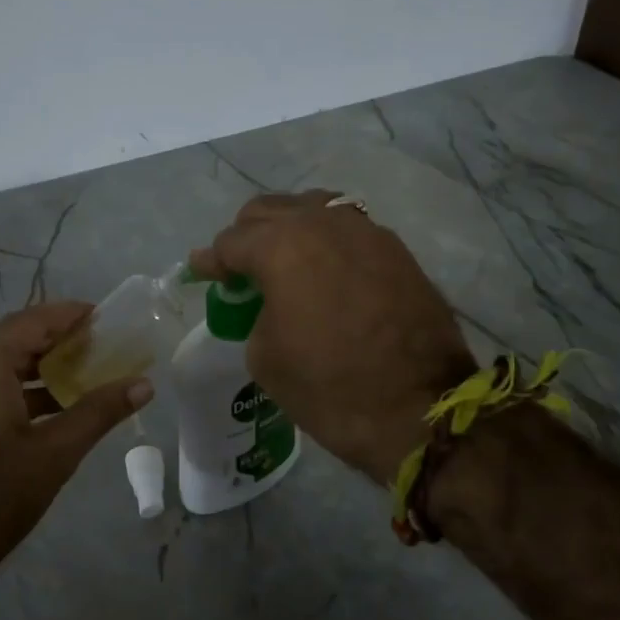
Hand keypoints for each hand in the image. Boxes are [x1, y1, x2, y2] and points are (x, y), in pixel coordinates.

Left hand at [0, 303, 152, 599]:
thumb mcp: (56, 451)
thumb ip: (100, 411)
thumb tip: (145, 384)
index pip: (35, 320)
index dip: (73, 316)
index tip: (109, 318)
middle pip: (14, 335)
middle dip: (58, 339)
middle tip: (101, 347)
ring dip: (37, 364)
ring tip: (82, 373)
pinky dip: (15, 384)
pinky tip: (49, 404)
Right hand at [189, 191, 475, 485]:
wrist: (419, 410)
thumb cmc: (329, 387)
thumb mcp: (265, 357)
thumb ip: (255, 313)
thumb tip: (269, 301)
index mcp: (281, 247)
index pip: (232, 241)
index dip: (211, 260)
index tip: (201, 271)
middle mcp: (322, 224)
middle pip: (269, 210)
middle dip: (246, 236)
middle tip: (239, 268)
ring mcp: (365, 232)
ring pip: (312, 209)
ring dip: (288, 229)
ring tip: (282, 261)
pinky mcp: (396, 250)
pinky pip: (347, 229)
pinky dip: (325, 241)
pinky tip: (323, 268)